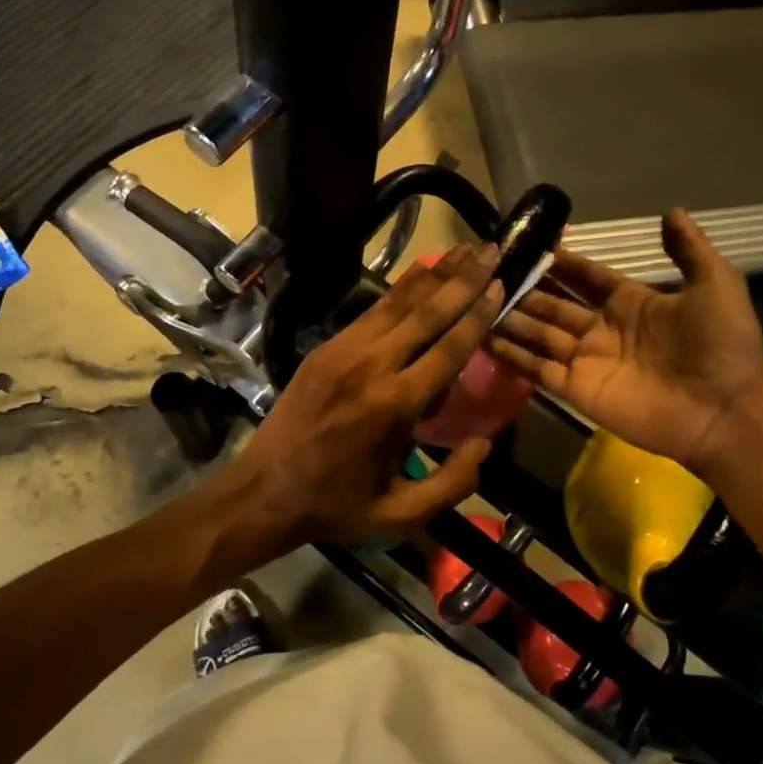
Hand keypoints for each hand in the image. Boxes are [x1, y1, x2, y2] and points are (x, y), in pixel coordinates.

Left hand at [231, 245, 504, 550]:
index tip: (499, 285)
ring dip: (433, 274)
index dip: (476, 315)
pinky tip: (420, 274)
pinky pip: (371, 311)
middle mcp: (370, 366)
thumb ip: (452, 483)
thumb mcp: (400, 515)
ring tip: (463, 248)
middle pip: (424, 313)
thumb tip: (485, 444)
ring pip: (396, 303)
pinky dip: (400, 290)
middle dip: (462, 280)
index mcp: (393, 406)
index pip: (446, 350)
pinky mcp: (325, 348)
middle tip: (492, 250)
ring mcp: (343, 351)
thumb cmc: (336, 505)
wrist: (263, 491)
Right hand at [487, 209, 762, 471]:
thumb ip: (689, 250)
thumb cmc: (720, 345)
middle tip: (492, 274)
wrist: (725, 410)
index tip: (532, 246)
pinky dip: (512, 356)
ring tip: (478, 303)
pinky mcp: (576, 391)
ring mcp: (587, 361)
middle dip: (527, 290)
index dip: (562, 263)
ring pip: (539, 334)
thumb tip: (671, 211)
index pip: (586, 277)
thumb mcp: (714, 284)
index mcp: (631, 302)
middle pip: (554, 304)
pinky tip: (485, 339)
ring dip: (512, 320)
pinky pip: (537, 369)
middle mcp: (602, 329)